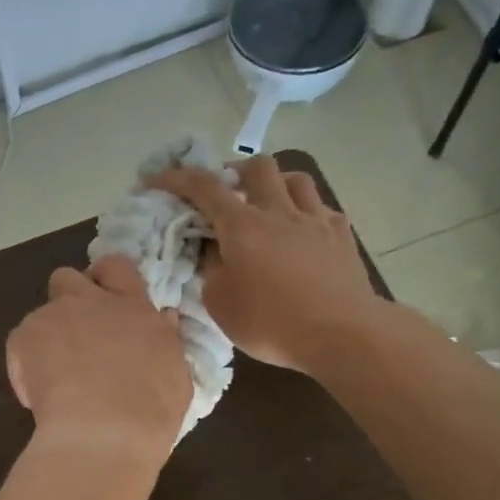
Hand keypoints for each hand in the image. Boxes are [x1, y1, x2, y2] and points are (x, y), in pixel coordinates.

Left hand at [6, 255, 191, 458]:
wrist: (102, 433)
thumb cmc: (150, 410)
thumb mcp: (176, 373)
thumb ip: (166, 341)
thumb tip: (163, 320)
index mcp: (132, 307)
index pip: (117, 267)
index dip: (108, 279)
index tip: (108, 301)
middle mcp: (90, 302)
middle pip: (68, 278)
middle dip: (69, 299)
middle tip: (79, 333)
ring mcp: (53, 317)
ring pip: (42, 313)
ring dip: (49, 334)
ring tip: (57, 374)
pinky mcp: (22, 339)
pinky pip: (21, 343)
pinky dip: (27, 363)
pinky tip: (40, 392)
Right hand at [148, 156, 377, 374]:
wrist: (341, 333)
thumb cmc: (271, 322)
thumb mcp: (220, 303)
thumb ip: (210, 269)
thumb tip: (211, 250)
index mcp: (242, 226)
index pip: (204, 187)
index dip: (177, 178)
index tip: (158, 180)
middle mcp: (278, 211)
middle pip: (257, 166)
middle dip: (235, 172)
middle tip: (226, 193)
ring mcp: (315, 219)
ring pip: (295, 178)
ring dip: (276, 183)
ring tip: (267, 204)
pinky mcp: (341, 235)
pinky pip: (322, 208)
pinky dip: (306, 211)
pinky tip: (303, 230)